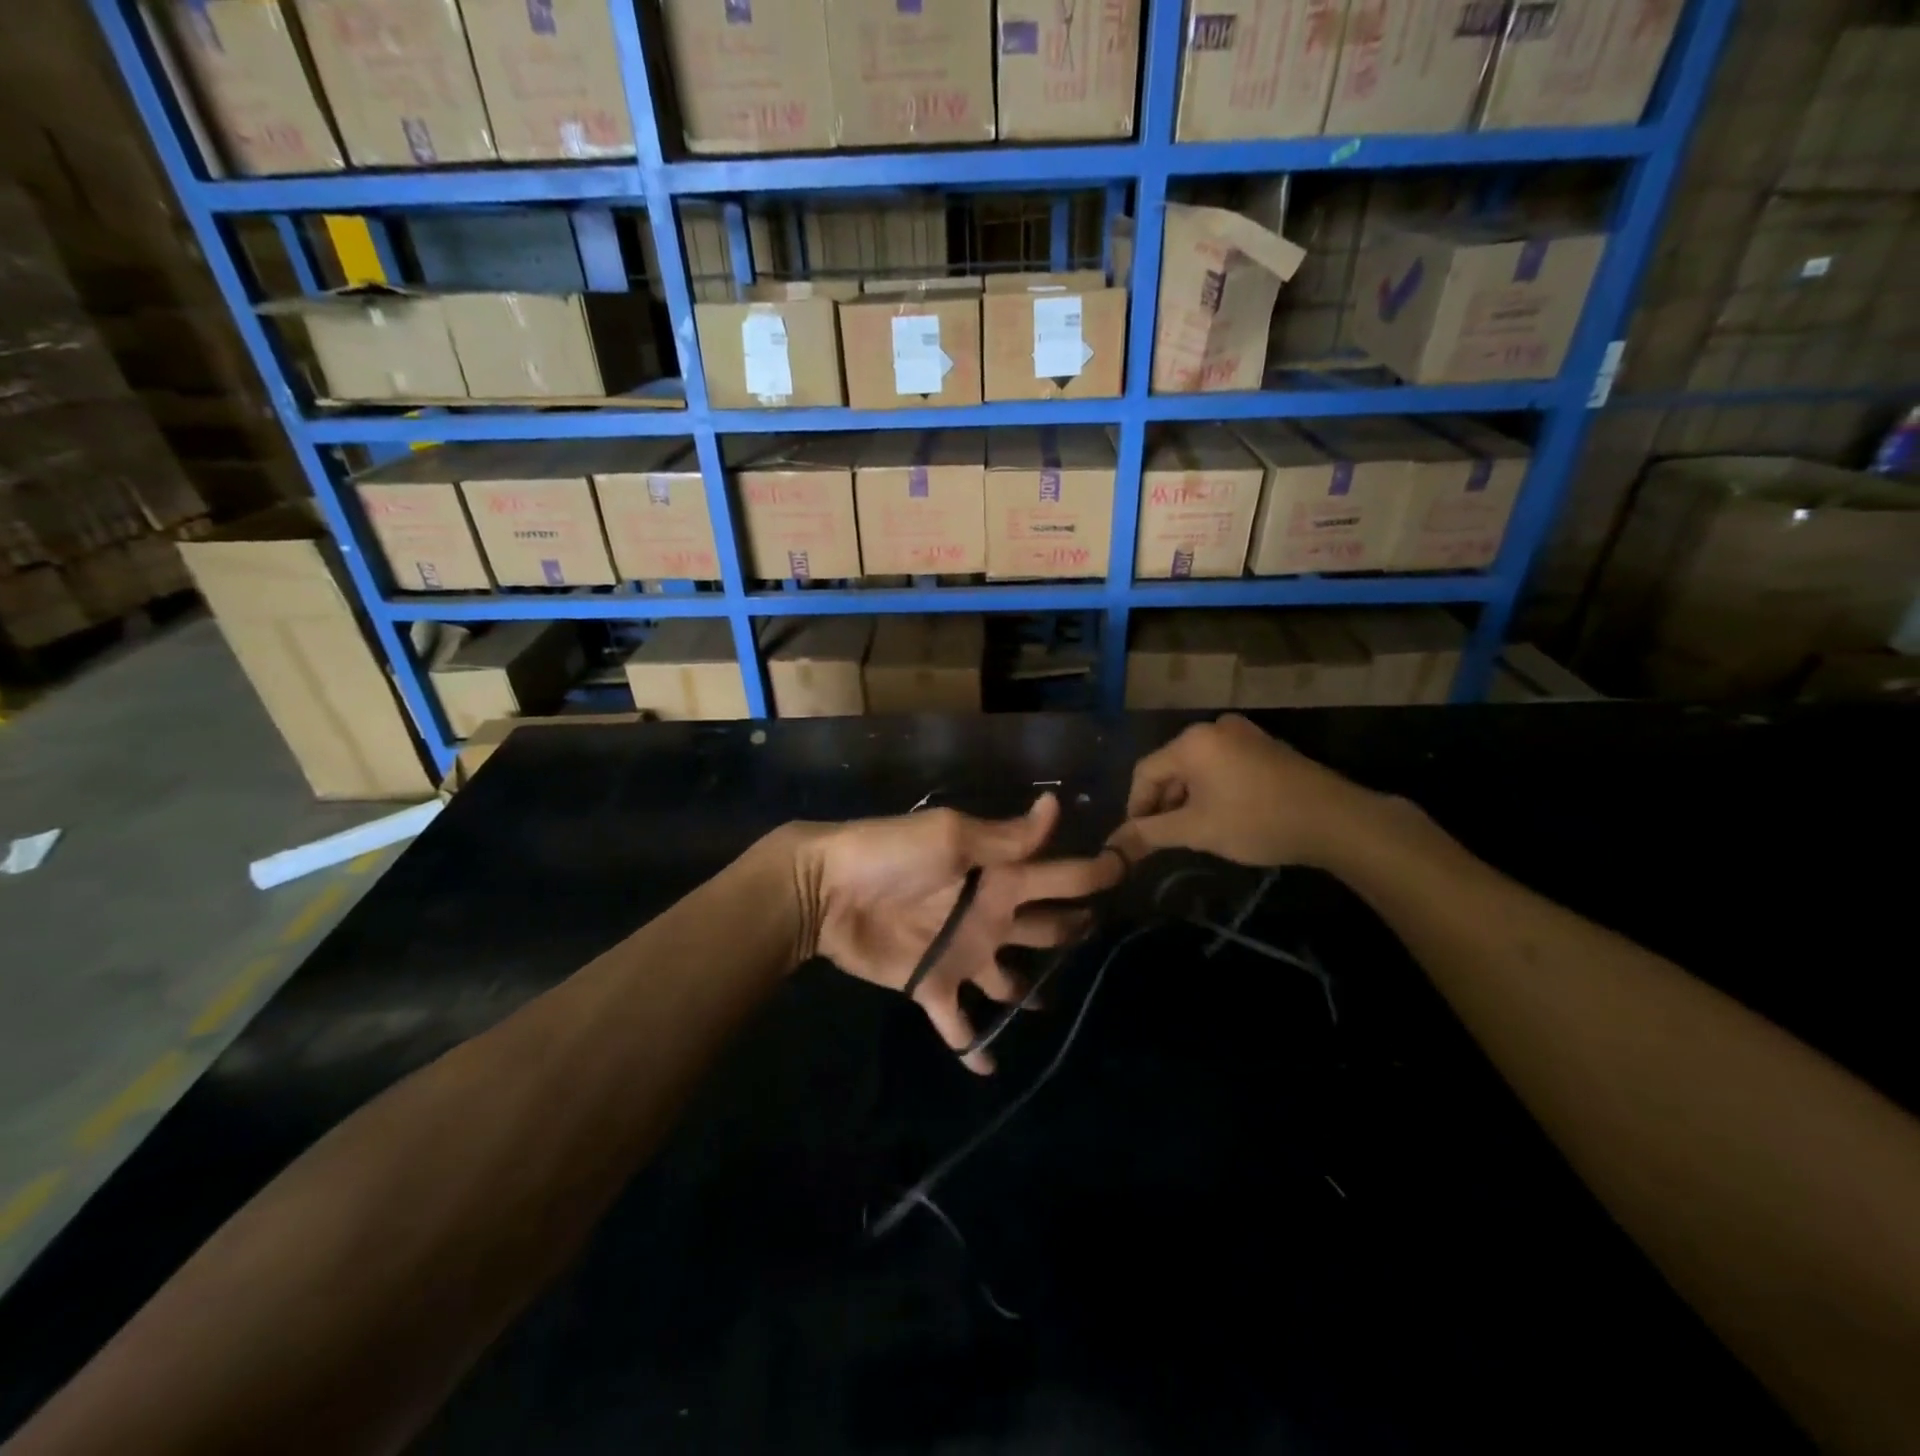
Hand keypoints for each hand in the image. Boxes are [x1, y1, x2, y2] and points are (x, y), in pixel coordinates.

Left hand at [794, 794, 1123, 1072]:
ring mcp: (964, 953)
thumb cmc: (892, 854)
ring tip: (1059, 1008)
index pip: (1060, 875)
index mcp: (1001, 877)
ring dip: (1032, 994)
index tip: (1130, 874)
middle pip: (1047, 928)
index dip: (1094, 874)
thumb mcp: (952, 837)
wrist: (827, 889)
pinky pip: (959, 1024)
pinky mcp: (933, 985)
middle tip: (1105, 942)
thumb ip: (1006, 837)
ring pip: (1012, 980)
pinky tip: (991, 1070)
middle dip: (1075, 932)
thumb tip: (1056, 805)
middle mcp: (992, 915)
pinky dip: (973, 1047)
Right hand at [1106, 714, 1381, 869]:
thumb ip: (1149, 834)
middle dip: (1164, 804)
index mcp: (1191, 741)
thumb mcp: (1196, 831)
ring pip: (1198, 768)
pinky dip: (1214, 790)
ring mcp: (1244, 734)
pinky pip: (1223, 766)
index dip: (1136, 808)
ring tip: (1195, 832)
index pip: (1144, 773)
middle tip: (1167, 839)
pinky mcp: (1265, 747)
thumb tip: (1112, 846)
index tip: (1139, 840)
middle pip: (1171, 767)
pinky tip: (1224, 817)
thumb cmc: (1255, 820)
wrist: (1335, 820)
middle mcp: (1214, 728)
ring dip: (1188, 799)